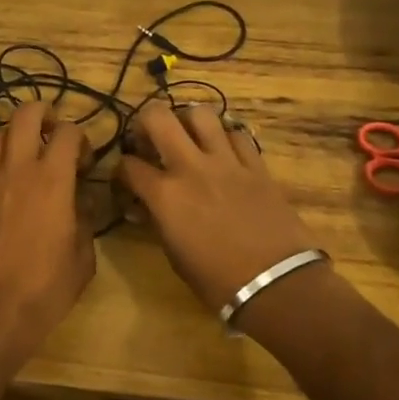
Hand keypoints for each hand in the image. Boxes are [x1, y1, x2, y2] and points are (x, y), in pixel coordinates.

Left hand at [0, 100, 95, 373]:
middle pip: (25, 115)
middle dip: (43, 112)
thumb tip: (83, 200)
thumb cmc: (45, 289)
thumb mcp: (83, 258)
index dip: (81, 139)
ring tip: (27, 153)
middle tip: (54, 130)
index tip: (85, 163)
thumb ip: (85, 220)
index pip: (68, 133)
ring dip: (16, 135)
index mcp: (53, 180)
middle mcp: (17, 170)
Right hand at [116, 101, 320, 312]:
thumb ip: (158, 221)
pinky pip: (237, 134)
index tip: (126, 177)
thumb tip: (147, 207)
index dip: (121, 169)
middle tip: (149, 137)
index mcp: (165, 195)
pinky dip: (226, 137)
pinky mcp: (256, 165)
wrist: (277, 284)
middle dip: (145, 121)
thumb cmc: (217, 281)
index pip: (129, 165)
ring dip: (188, 120)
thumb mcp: (174, 255)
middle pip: (159, 117)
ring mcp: (226, 162)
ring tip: (188, 135)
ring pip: (201, 114)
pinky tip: (224, 151)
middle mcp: (191, 167)